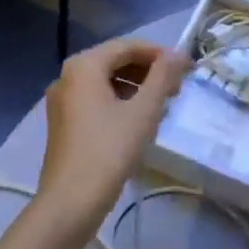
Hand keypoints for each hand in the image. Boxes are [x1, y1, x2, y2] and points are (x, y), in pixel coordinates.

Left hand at [39, 38, 190, 226]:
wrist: (70, 202)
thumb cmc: (109, 151)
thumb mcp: (143, 112)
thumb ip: (162, 77)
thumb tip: (179, 53)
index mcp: (84, 66)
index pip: (128, 46)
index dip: (159, 53)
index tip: (186, 68)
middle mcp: (68, 76)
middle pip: (115, 61)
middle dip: (148, 71)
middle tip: (176, 88)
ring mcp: (62, 100)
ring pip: (106, 81)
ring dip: (136, 87)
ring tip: (162, 105)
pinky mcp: (63, 122)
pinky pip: (96, 99)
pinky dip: (120, 102)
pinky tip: (139, 121)